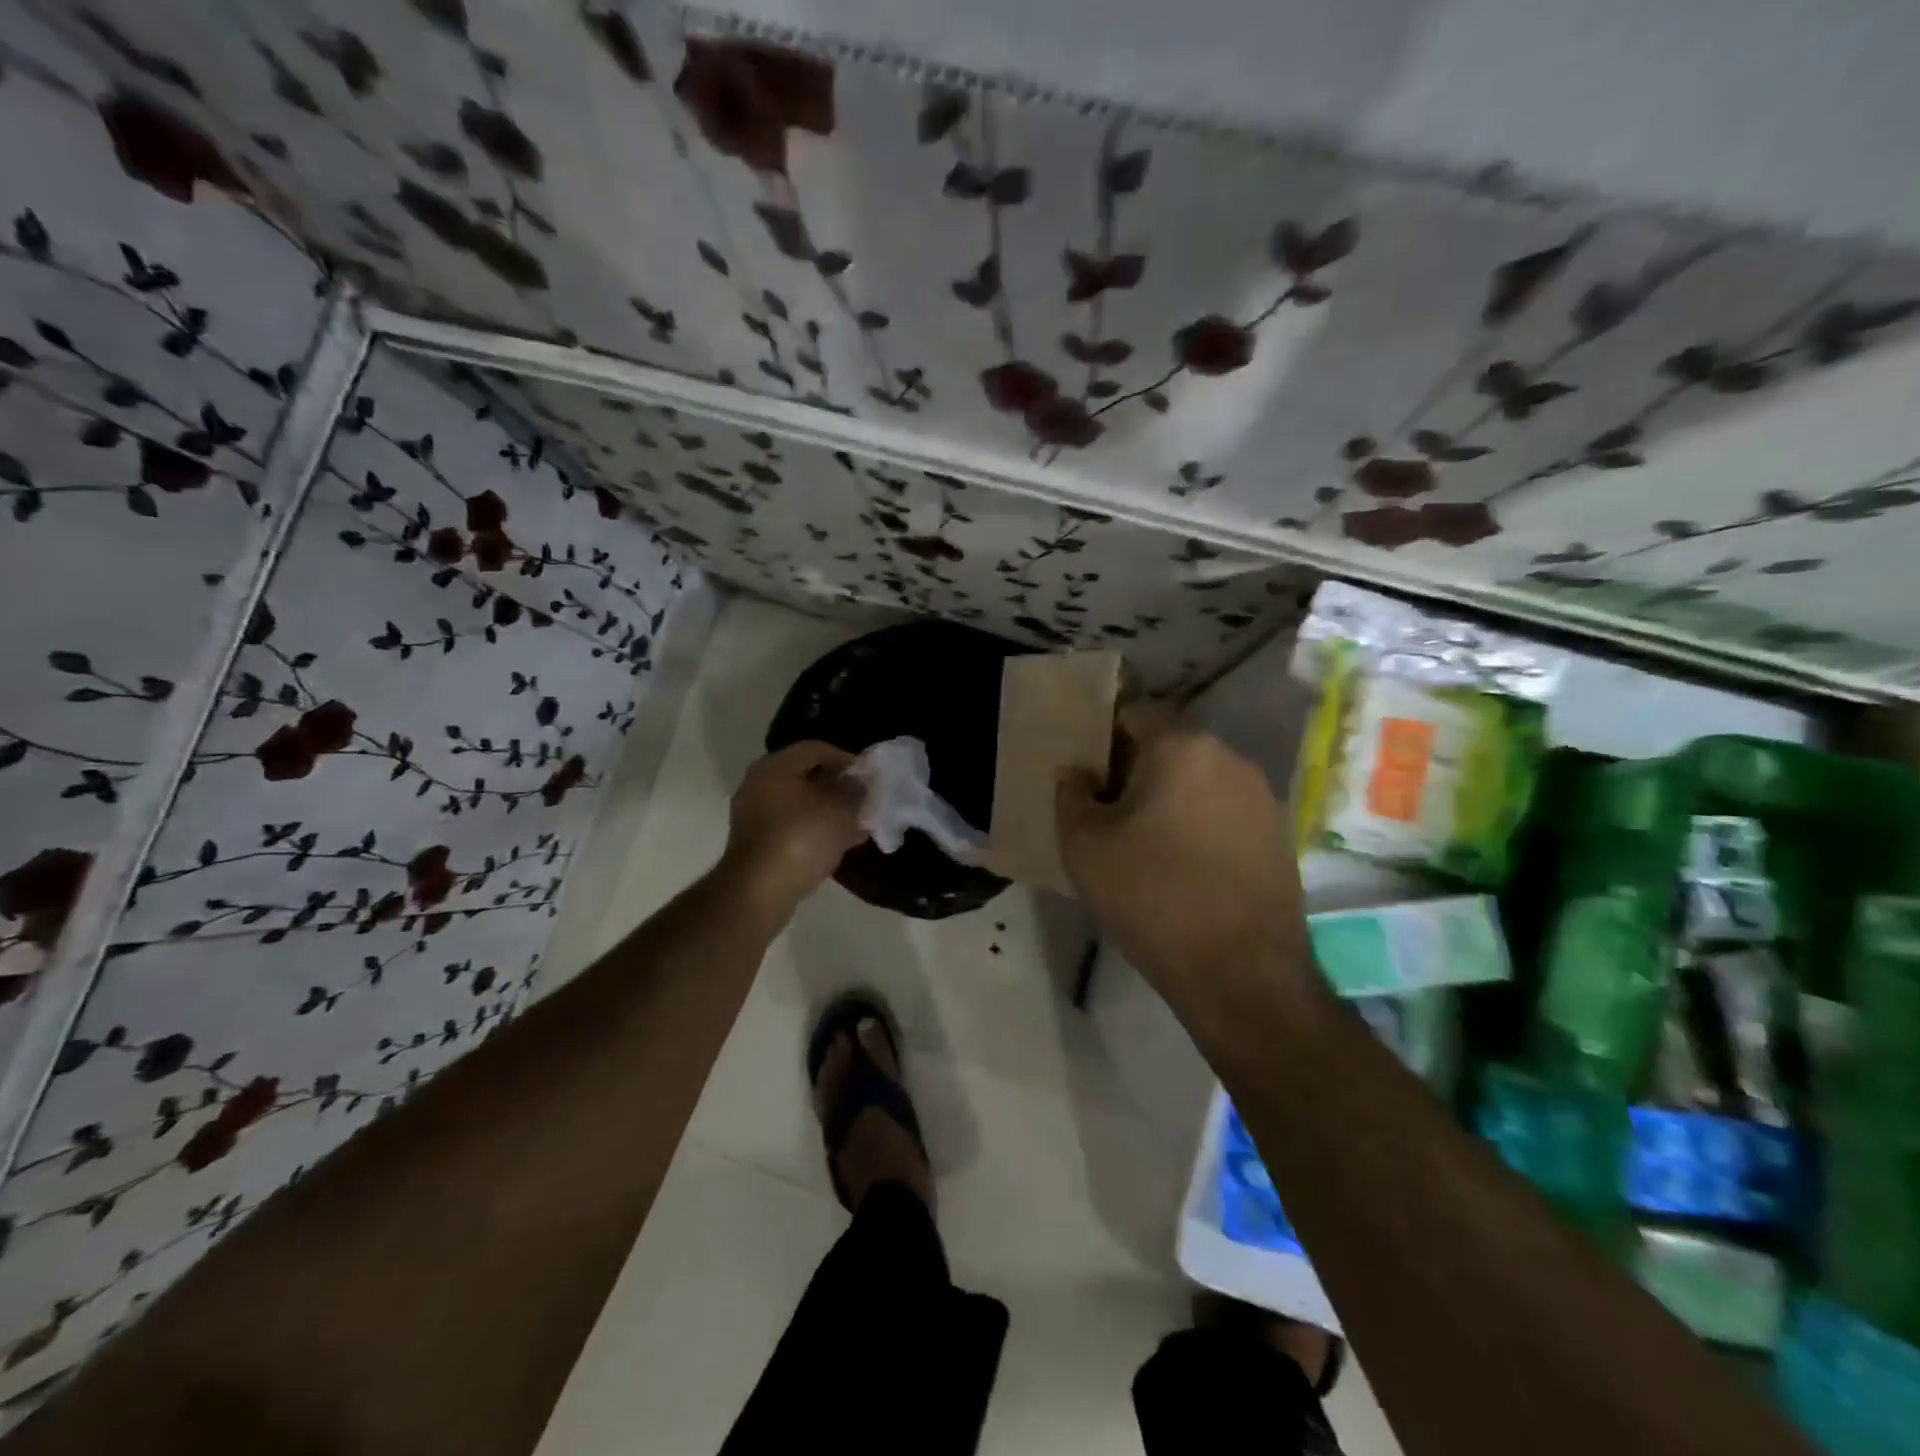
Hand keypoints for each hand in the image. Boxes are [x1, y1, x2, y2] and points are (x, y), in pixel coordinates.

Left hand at [722, 741, 867, 914]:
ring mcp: (754, 813)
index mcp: (776, 766)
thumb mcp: (840, 809)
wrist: (760, 890)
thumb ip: (854, 790)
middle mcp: (759, 783)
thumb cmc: (802, 838)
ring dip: (827, 810)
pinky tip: (836, 843)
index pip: (815, 748)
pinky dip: (813, 829)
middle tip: (862, 800)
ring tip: (855, 824)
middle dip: (837, 787)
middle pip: (805, 775)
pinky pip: (791, 825)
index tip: (868, 776)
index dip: (845, 758)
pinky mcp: (756, 841)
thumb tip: (857, 783)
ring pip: (799, 803)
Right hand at [1056, 705, 1310, 1017]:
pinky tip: (1184, 866)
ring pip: (1201, 779)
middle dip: (1137, 766)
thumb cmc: (1152, 896)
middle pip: (1172, 744)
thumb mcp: (1084, 846)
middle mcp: (1230, 758)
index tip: (1088, 769)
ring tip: (1145, 840)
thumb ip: (1070, 795)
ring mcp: (1262, 798)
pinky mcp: (1279, 836)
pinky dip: (1200, 823)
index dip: (1106, 733)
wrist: (1241, 973)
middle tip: (1108, 807)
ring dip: (1171, 796)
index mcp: (1182, 746)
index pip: (1138, 711)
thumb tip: (1076, 773)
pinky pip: (1226, 811)